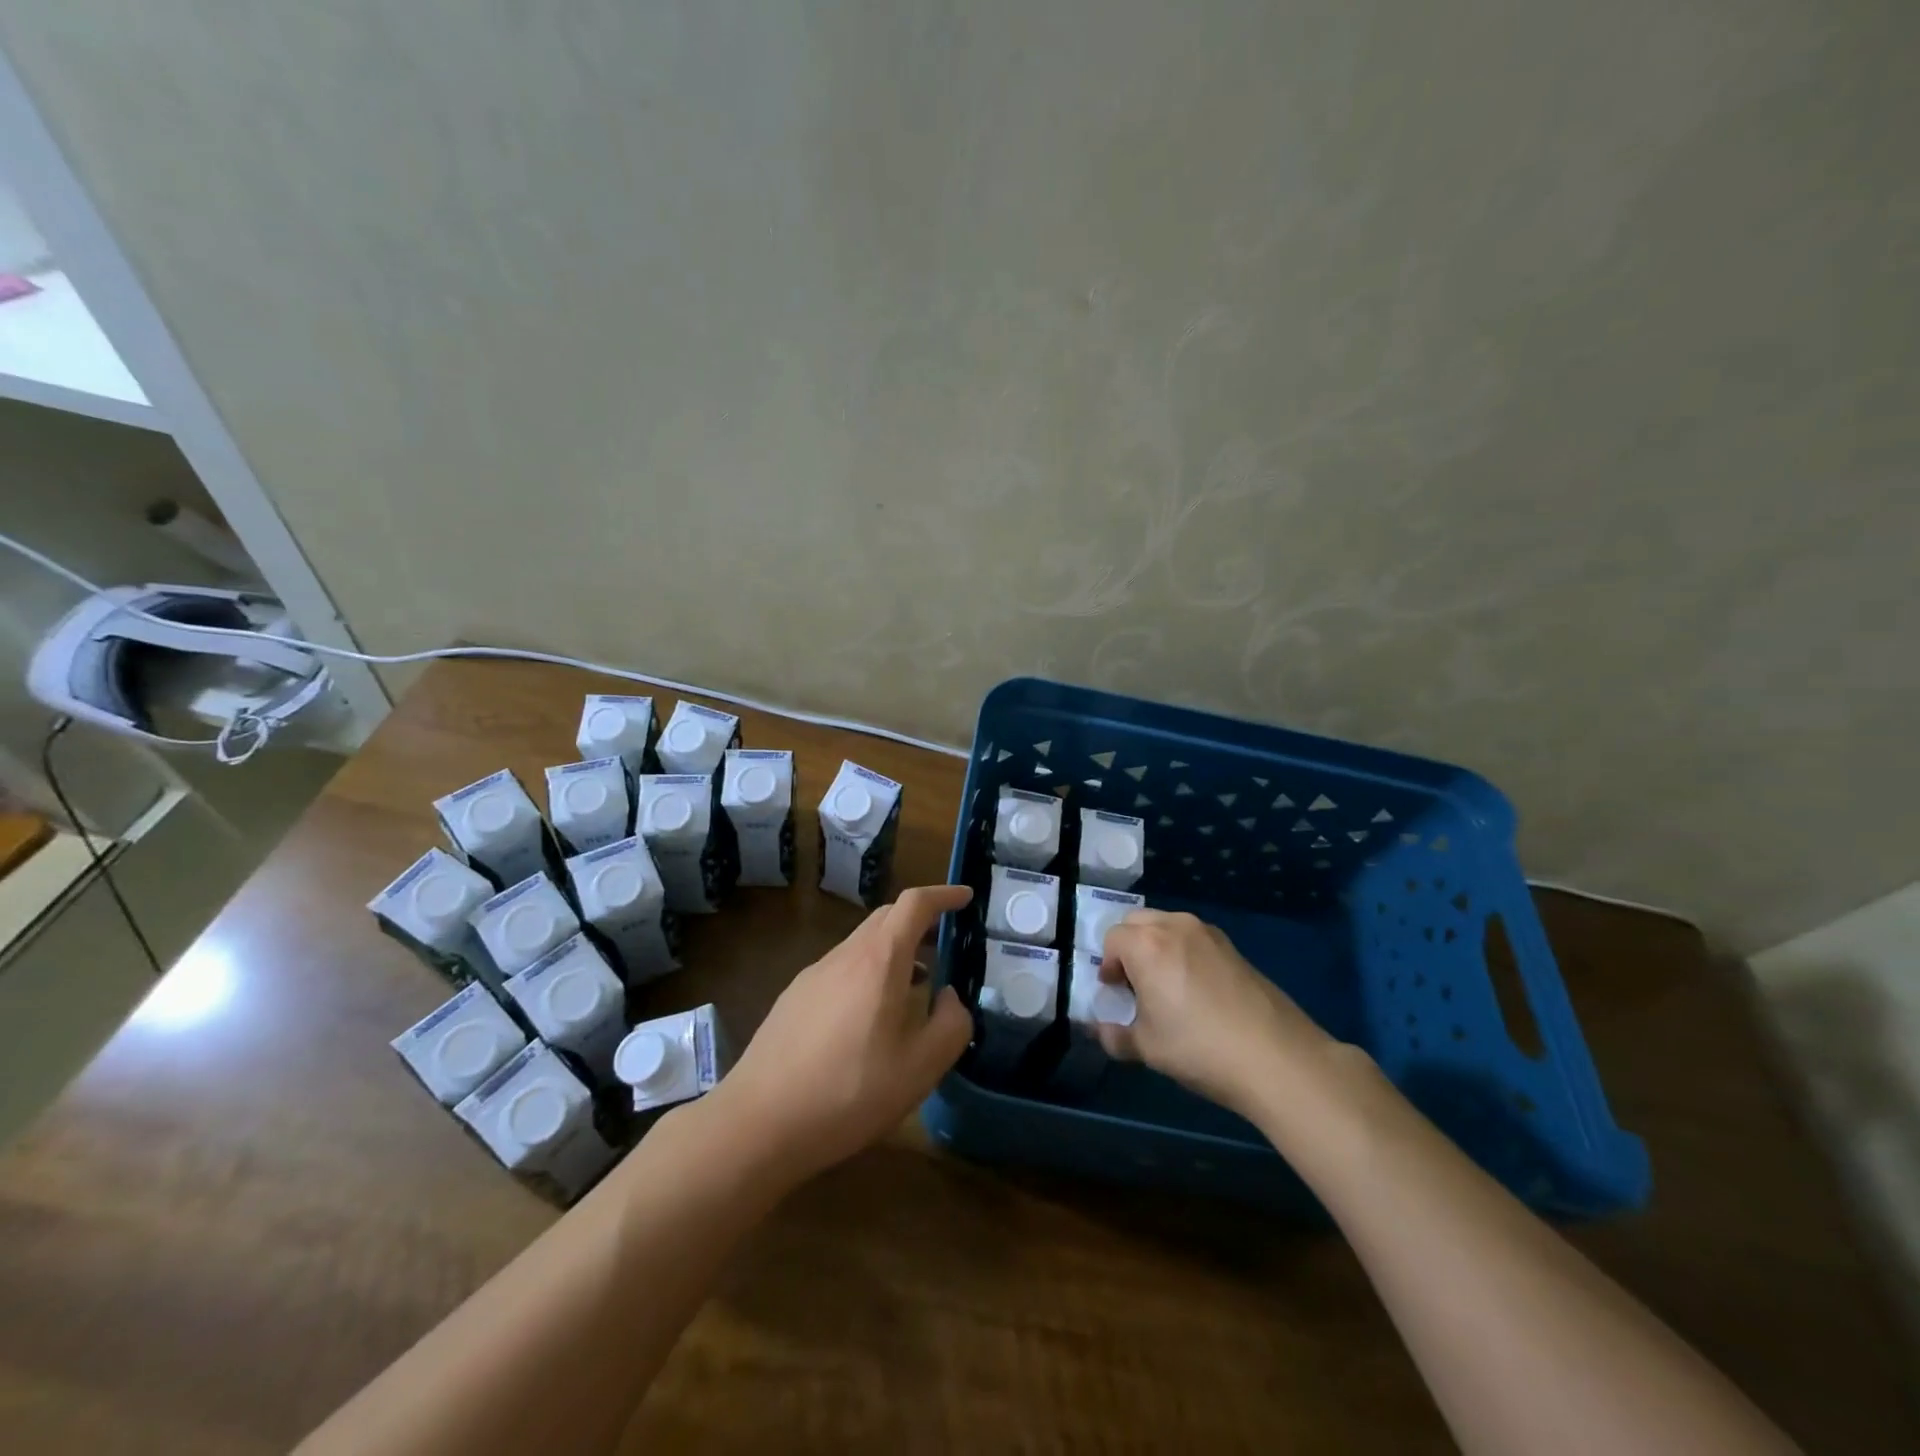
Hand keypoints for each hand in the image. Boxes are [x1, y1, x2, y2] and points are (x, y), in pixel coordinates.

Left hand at [708, 884, 974, 1185]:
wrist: (759, 1123)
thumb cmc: (850, 1092)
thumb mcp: (921, 1067)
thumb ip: (951, 1025)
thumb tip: (950, 997)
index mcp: (879, 960)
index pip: (914, 904)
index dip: (944, 894)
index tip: (966, 897)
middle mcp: (845, 955)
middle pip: (886, 917)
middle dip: (920, 920)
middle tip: (945, 942)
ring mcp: (814, 975)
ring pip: (862, 944)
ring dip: (894, 950)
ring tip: (914, 984)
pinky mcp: (794, 998)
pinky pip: (841, 968)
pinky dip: (868, 972)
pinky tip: (870, 1017)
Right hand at [1098, 910, 1331, 1115]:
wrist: (1276, 1057)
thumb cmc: (1199, 1048)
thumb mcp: (1147, 1048)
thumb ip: (1115, 1036)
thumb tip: (1102, 1031)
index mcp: (1147, 944)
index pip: (1112, 939)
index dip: (1107, 966)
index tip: (1116, 994)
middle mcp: (1175, 926)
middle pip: (1137, 922)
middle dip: (1129, 948)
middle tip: (1136, 985)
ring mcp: (1209, 933)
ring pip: (1167, 926)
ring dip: (1156, 947)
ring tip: (1166, 987)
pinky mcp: (1233, 947)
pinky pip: (1194, 938)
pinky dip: (1183, 952)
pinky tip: (1197, 991)